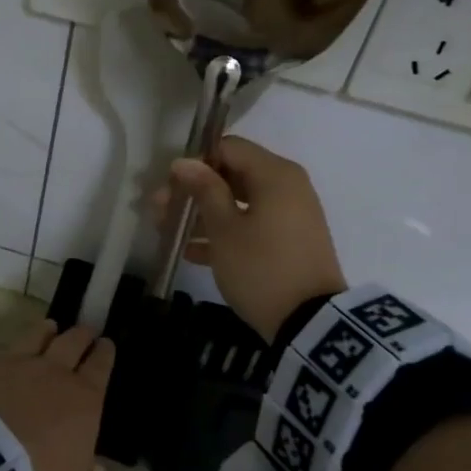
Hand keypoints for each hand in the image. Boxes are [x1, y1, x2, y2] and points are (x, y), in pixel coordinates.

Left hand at [0, 322, 113, 470]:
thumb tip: (97, 469)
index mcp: (84, 399)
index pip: (100, 366)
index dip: (105, 353)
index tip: (106, 344)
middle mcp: (54, 372)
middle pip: (72, 343)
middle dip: (82, 336)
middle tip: (85, 331)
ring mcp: (16, 363)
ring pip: (36, 337)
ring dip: (45, 332)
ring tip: (49, 328)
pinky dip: (1, 357)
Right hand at [150, 136, 345, 341]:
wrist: (310, 322)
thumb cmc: (261, 267)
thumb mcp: (225, 229)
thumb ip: (204, 190)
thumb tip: (183, 162)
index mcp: (275, 173)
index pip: (229, 148)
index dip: (196, 162)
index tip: (170, 186)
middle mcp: (288, 186)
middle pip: (233, 175)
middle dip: (195, 191)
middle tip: (160, 209)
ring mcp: (291, 215)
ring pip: (240, 202)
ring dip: (205, 214)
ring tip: (169, 232)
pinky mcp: (290, 241)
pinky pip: (253, 224)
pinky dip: (226, 232)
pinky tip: (192, 252)